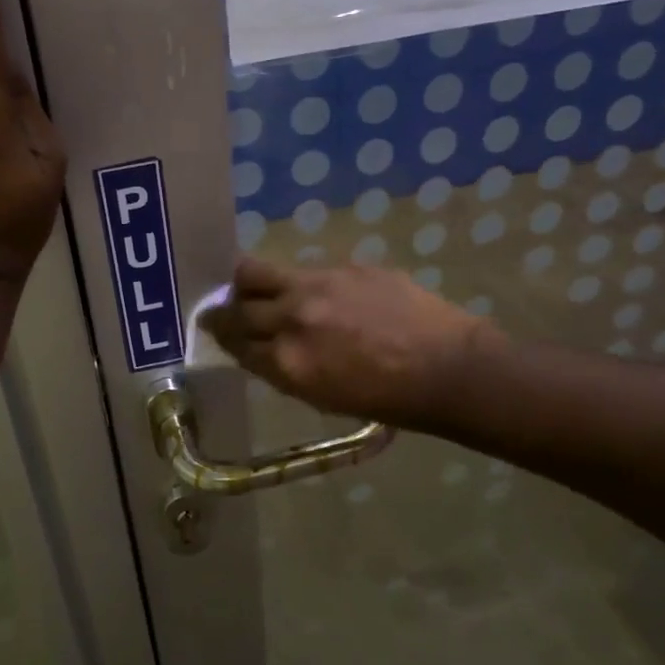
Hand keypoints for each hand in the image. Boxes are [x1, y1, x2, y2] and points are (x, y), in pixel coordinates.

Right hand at [202, 258, 498, 429]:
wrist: (448, 369)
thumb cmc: (386, 399)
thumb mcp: (321, 396)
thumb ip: (283, 369)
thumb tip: (261, 349)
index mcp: (287, 362)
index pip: (234, 343)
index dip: (222, 337)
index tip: (217, 331)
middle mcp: (293, 318)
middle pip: (236, 307)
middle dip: (222, 311)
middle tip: (220, 311)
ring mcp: (317, 285)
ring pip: (256, 272)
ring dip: (246, 282)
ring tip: (248, 286)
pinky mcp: (345, 266)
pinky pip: (304, 270)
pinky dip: (298, 283)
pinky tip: (316, 292)